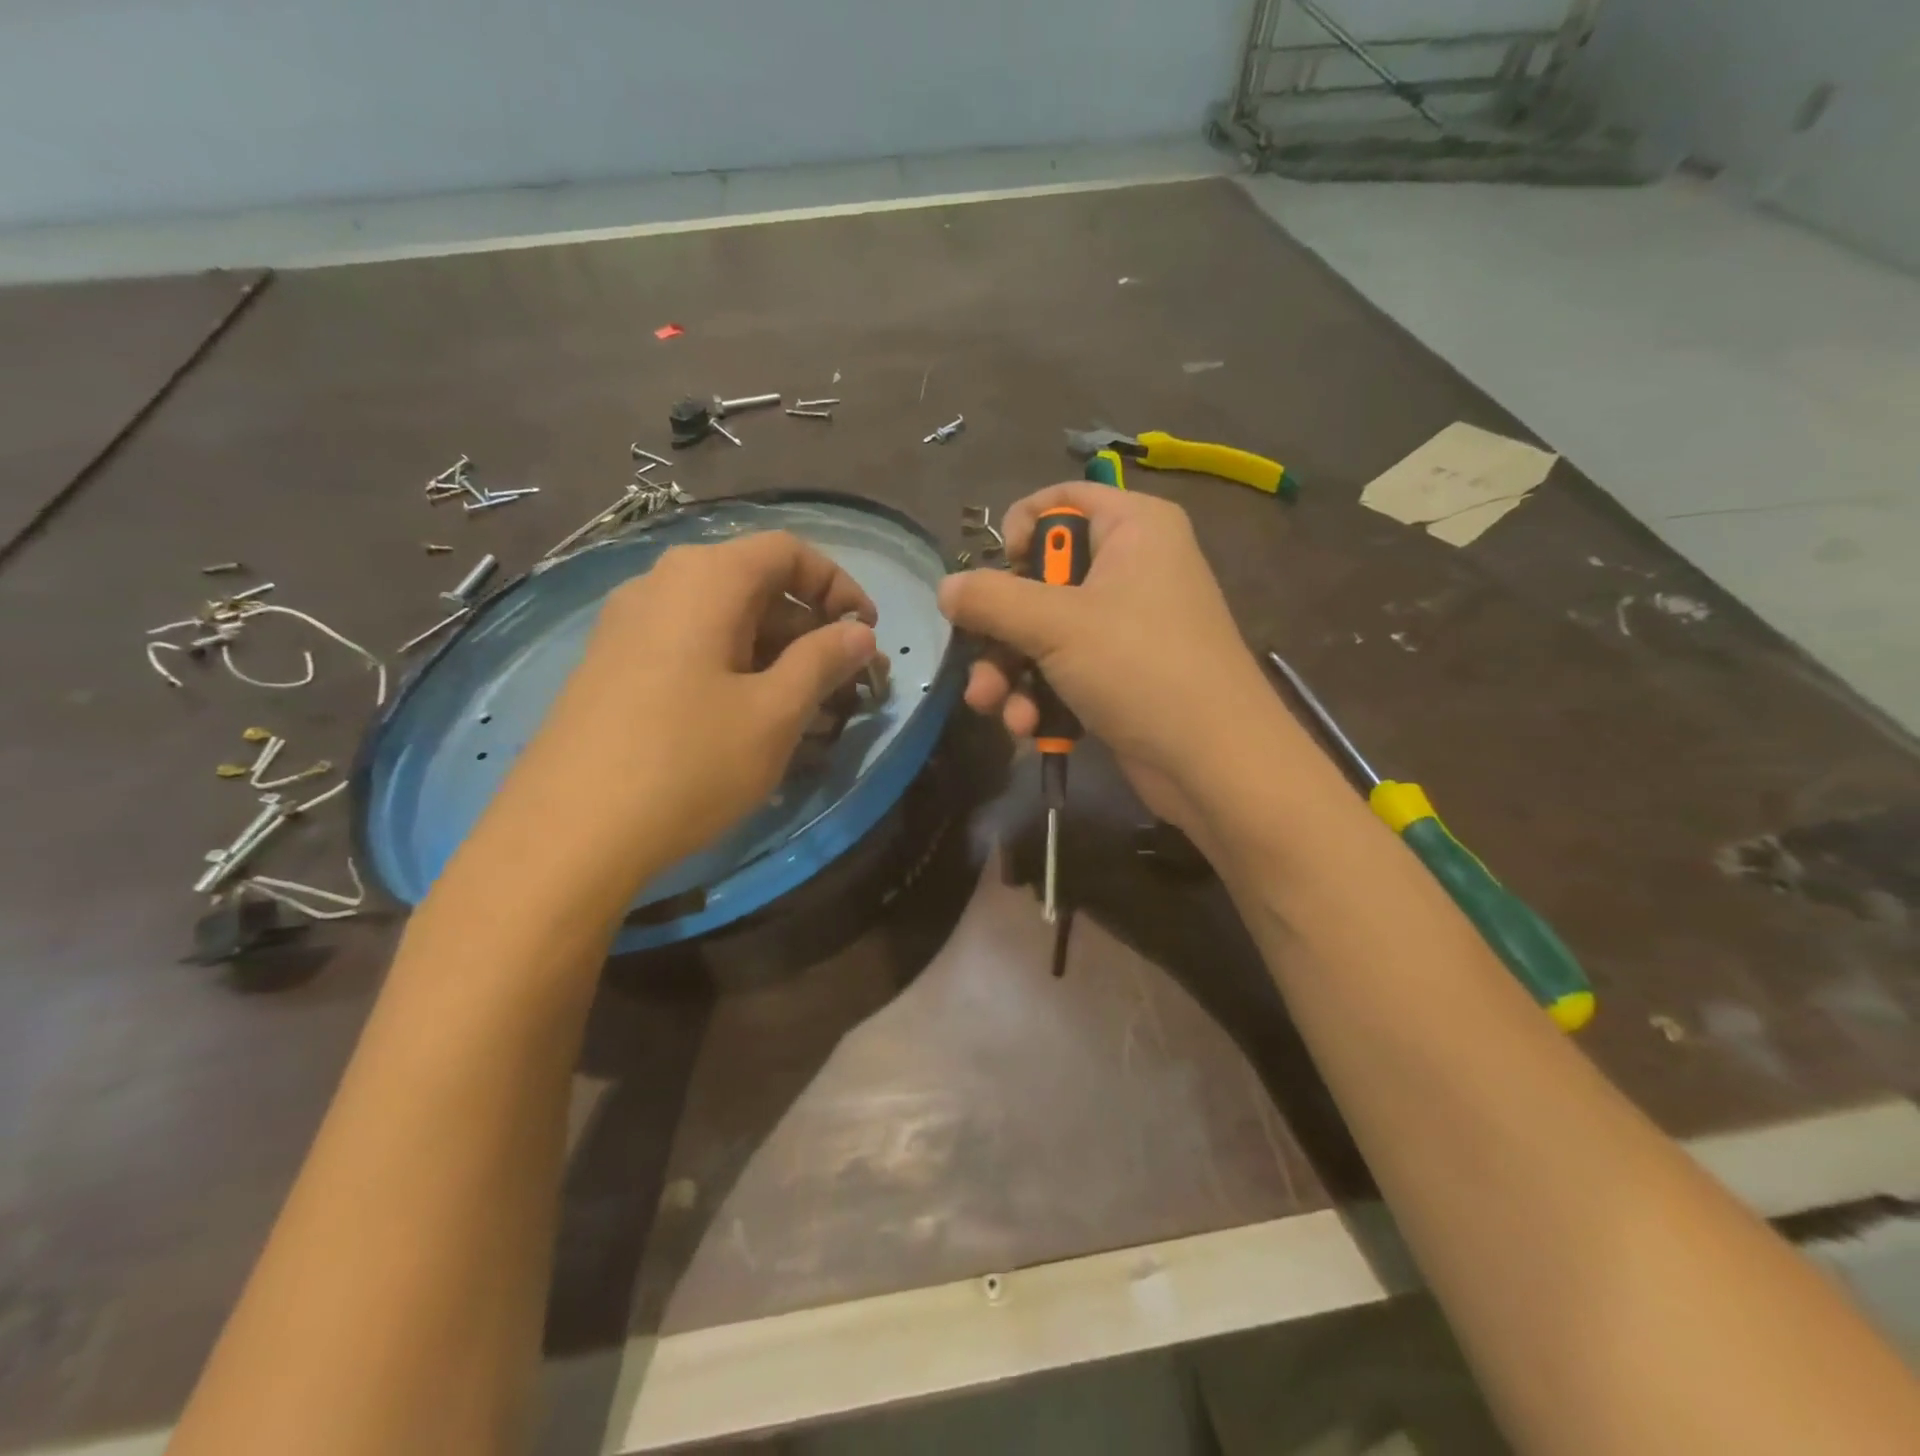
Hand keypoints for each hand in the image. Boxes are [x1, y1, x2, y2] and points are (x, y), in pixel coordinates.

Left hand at [476, 531, 879, 908]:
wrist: (568, 835)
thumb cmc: (688, 763)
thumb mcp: (775, 713)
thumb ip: (823, 662)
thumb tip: (859, 633)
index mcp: (705, 580)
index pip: (788, 551)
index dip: (838, 585)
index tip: (868, 633)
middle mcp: (660, 585)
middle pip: (754, 583)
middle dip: (810, 627)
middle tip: (845, 680)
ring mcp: (627, 626)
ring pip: (722, 620)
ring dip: (775, 652)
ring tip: (806, 707)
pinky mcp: (610, 666)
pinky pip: (689, 647)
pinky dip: (733, 668)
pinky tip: (749, 720)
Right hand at [938, 484, 1292, 842]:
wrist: (1214, 763)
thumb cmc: (1141, 669)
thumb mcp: (1057, 625)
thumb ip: (992, 599)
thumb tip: (945, 587)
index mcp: (1133, 527)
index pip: (1059, 500)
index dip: (1019, 531)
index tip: (998, 576)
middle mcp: (1131, 567)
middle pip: (1041, 577)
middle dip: (1001, 628)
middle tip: (978, 659)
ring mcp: (1127, 625)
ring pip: (1044, 632)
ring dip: (1010, 672)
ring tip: (993, 706)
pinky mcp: (1121, 675)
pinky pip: (1064, 670)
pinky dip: (1040, 696)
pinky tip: (1027, 729)